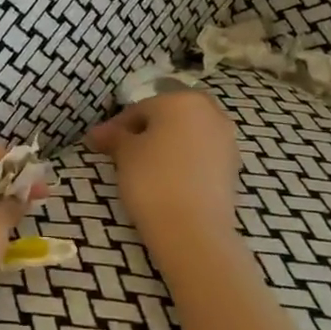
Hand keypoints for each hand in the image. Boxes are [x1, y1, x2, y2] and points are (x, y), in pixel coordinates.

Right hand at [86, 91, 242, 255]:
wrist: (192, 230)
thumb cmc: (152, 179)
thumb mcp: (124, 153)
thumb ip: (114, 136)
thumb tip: (98, 133)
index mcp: (181, 100)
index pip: (140, 108)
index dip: (116, 127)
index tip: (100, 144)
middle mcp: (210, 112)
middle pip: (168, 117)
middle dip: (146, 131)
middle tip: (123, 152)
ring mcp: (226, 140)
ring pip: (186, 135)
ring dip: (166, 145)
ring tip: (144, 168)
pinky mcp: (232, 167)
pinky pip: (200, 155)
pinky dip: (183, 161)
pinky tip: (167, 180)